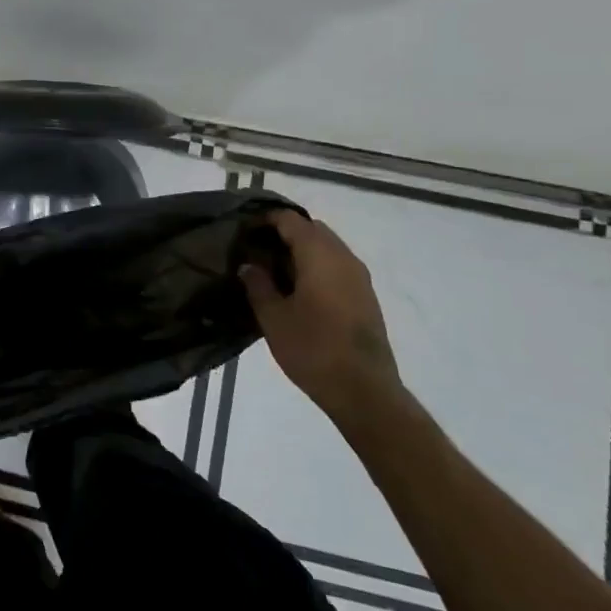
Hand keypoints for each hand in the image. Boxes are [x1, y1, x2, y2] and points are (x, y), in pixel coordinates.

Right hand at [239, 211, 401, 417]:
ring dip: (303, 250)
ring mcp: (359, 277)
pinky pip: (337, 265)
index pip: (290, 220)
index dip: (265, 219)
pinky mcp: (366, 296)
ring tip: (275, 270)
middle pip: (313, 229)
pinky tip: (298, 290)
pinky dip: (317, 266)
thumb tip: (250, 265)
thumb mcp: (273, 317)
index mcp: (319, 255)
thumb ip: (258, 285)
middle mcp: (344, 257)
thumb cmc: (313, 349)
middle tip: (257, 250)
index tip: (244, 230)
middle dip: (285, 233)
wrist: (364, 391)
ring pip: (327, 247)